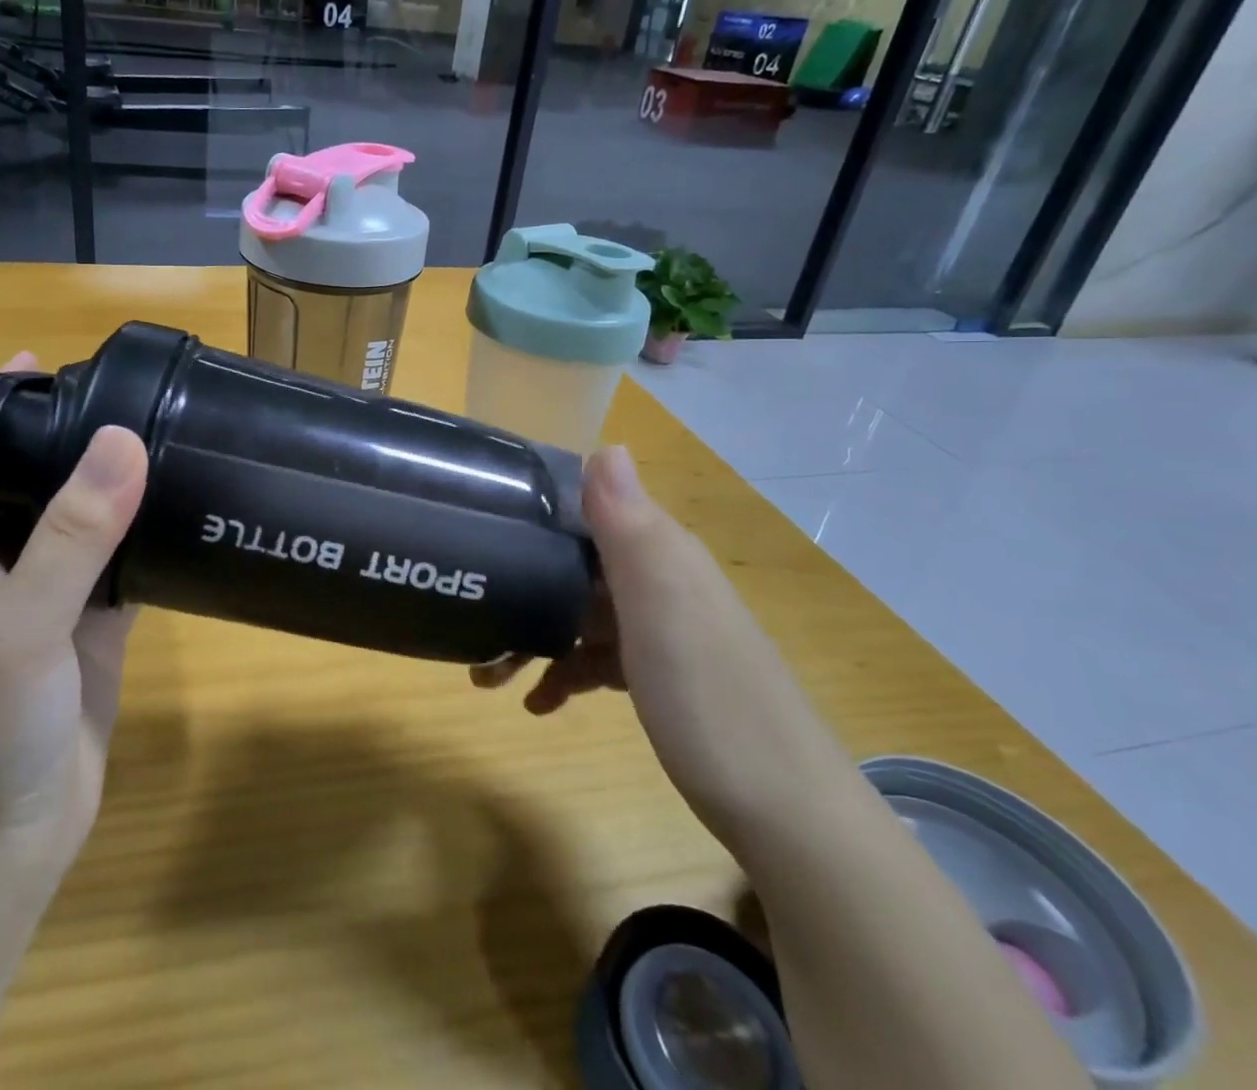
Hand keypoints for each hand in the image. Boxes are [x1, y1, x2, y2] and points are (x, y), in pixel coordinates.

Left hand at [0, 352, 148, 887]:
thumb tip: (124, 440)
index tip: (38, 363)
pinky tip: (187, 518)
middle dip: (67, 437)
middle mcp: (6, 569)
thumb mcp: (20, 623)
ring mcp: (53, 606)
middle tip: (128, 395)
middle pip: (32, 484)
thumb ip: (73, 535)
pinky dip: (150, 544)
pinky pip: (124, 574)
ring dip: (114, 488)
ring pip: (86, 528)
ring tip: (166, 438)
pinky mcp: (94, 640)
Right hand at [471, 445, 859, 853]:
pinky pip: (597, 658)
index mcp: (659, 550)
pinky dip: (564, 673)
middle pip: (574, 563)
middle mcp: (659, 579)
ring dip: (531, 636)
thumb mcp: (660, 601)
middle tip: (469, 618)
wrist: (787, 812)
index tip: (478, 523)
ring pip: (578, 613)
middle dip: (519, 582)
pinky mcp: (660, 675)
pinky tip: (538, 704)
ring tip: (486, 676)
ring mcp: (660, 630)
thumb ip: (627, 524)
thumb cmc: (708, 696)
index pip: (588, 504)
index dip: (534, 508)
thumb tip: (606, 443)